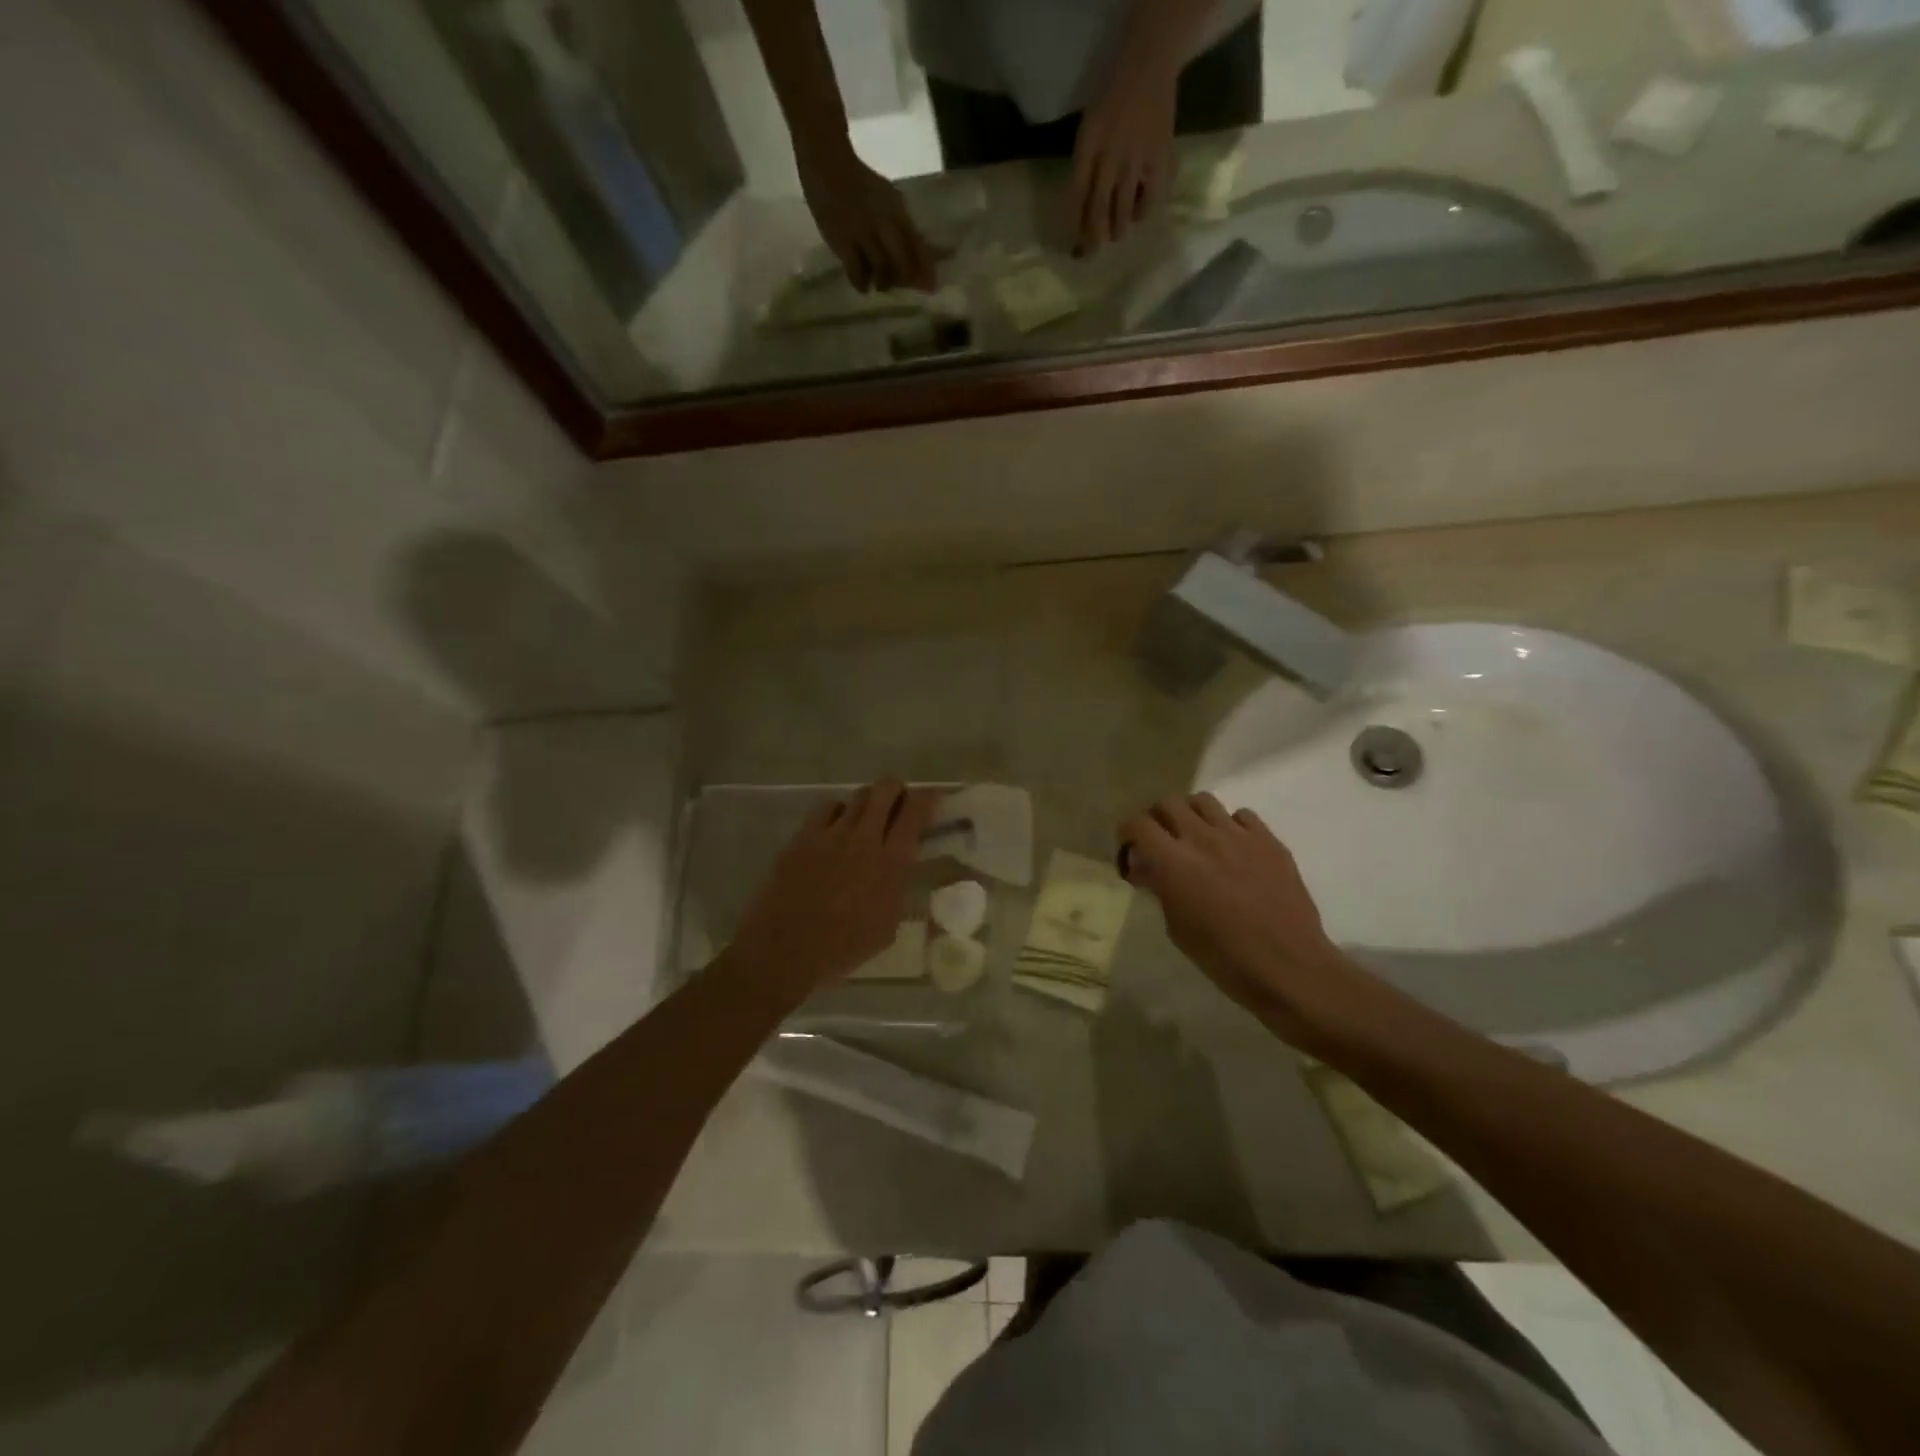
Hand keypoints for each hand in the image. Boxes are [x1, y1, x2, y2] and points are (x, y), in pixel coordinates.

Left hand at [730, 778, 934, 993]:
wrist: (785, 951)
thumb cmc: (842, 948)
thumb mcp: (887, 927)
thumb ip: (898, 889)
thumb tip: (901, 870)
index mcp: (891, 864)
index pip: (916, 812)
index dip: (928, 798)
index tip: (932, 800)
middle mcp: (864, 839)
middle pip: (886, 789)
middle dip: (897, 790)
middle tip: (898, 805)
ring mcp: (831, 834)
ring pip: (858, 795)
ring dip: (869, 802)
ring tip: (867, 819)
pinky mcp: (803, 836)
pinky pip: (827, 808)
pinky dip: (839, 813)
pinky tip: (836, 829)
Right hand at [796, 144, 939, 292]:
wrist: (826, 164)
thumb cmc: (861, 184)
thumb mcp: (889, 199)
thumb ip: (905, 226)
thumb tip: (932, 253)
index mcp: (897, 210)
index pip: (917, 246)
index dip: (925, 268)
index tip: (931, 286)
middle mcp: (882, 222)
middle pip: (902, 263)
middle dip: (905, 280)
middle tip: (901, 285)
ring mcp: (861, 233)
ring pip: (881, 271)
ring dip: (884, 283)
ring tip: (881, 284)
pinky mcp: (841, 242)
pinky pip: (856, 273)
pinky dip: (862, 283)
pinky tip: (864, 285)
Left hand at [1067, 50, 1178, 254]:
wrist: (1148, 65)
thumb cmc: (1112, 99)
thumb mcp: (1088, 129)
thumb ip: (1084, 167)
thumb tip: (1080, 212)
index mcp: (1089, 147)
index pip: (1077, 197)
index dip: (1073, 226)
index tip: (1071, 249)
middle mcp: (1111, 157)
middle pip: (1098, 210)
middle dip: (1093, 240)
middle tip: (1089, 256)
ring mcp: (1137, 160)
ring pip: (1123, 212)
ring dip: (1117, 230)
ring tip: (1114, 235)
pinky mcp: (1160, 160)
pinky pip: (1151, 200)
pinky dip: (1143, 213)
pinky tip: (1139, 214)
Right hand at [1119, 793, 1362, 1041]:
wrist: (1289, 966)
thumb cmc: (1224, 957)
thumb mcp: (1178, 928)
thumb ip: (1160, 889)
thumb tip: (1148, 869)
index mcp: (1173, 862)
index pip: (1138, 825)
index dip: (1128, 833)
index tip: (1130, 848)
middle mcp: (1203, 838)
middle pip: (1168, 804)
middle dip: (1158, 819)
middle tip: (1161, 841)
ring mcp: (1239, 836)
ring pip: (1204, 801)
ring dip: (1192, 815)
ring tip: (1195, 837)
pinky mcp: (1269, 841)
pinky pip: (1242, 816)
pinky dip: (1230, 825)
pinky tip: (1233, 848)